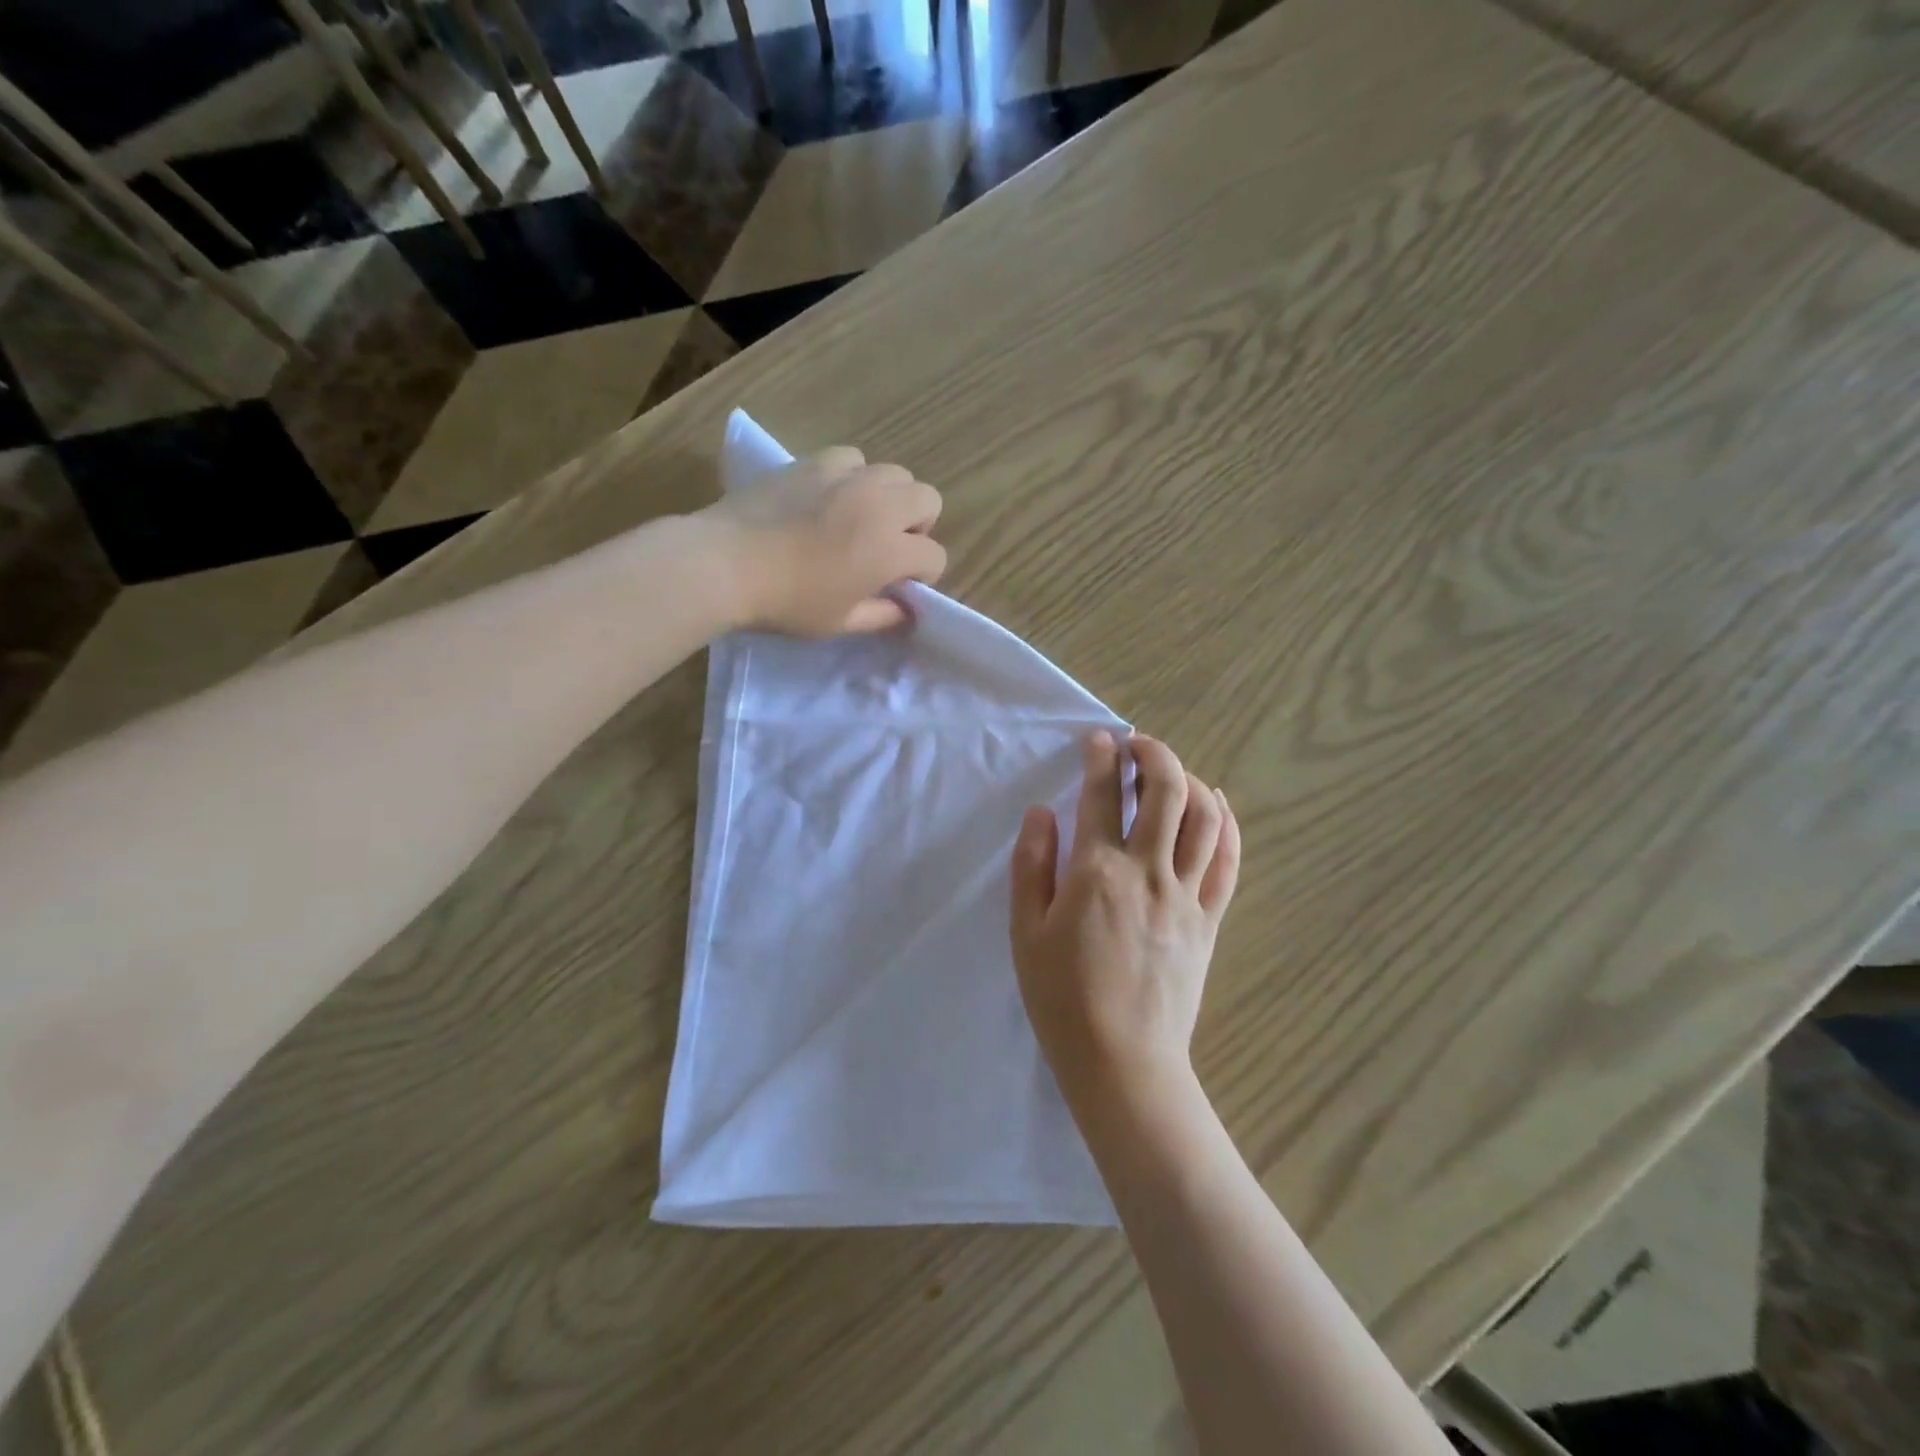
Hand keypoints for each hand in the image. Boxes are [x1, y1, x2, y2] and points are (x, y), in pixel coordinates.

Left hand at [703, 447, 947, 635]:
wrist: (726, 563)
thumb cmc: (787, 602)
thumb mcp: (840, 623)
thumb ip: (882, 615)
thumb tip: (905, 609)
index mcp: (890, 550)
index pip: (934, 555)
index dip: (924, 575)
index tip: (901, 586)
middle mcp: (879, 505)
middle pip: (929, 499)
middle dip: (919, 525)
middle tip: (889, 546)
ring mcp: (848, 477)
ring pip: (896, 473)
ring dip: (890, 497)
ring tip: (861, 517)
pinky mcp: (816, 461)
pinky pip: (854, 458)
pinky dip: (854, 476)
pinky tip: (831, 496)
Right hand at [1009, 731, 1240, 1108]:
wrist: (1123, 1062)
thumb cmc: (1062, 998)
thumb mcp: (1026, 932)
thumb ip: (1032, 865)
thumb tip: (1042, 811)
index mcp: (1097, 872)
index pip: (1101, 795)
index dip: (1100, 758)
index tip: (1098, 741)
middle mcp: (1148, 870)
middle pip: (1165, 791)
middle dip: (1153, 753)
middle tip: (1137, 744)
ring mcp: (1186, 894)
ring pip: (1204, 817)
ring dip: (1190, 780)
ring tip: (1172, 772)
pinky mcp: (1209, 919)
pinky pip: (1228, 860)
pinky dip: (1226, 823)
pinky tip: (1216, 806)